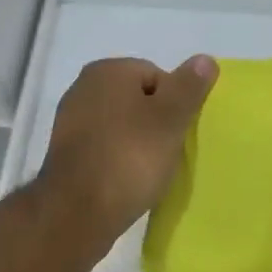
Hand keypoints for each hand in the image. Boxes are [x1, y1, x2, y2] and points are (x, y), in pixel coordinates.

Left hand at [37, 55, 217, 246]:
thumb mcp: (170, 119)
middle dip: (156, 123)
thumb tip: (204, 59)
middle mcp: (83, 87)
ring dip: (139, 142)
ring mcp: (70, 120)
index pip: (157, 76)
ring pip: (122, 124)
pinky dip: (119, 158)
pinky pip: (105, 146)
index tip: (178, 133)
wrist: (76, 213)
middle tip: (168, 152)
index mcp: (107, 71)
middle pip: (138, 99)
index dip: (175, 104)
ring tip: (150, 170)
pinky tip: (128, 179)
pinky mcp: (66, 152)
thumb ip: (189, 87)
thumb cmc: (129, 158)